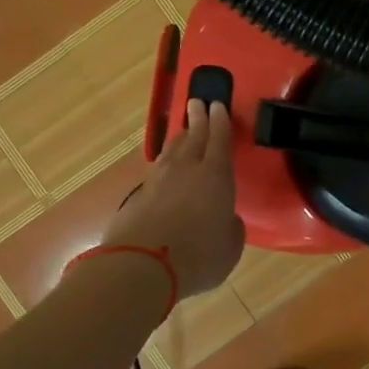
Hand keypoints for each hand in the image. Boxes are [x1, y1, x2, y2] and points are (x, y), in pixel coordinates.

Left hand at [103, 98, 245, 296]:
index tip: (218, 105)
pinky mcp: (138, 197)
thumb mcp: (230, 247)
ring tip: (183, 132)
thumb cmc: (199, 255)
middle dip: (197, 118)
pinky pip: (156, 172)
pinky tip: (164, 170)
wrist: (142, 266)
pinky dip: (164, 166)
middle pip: (192, 136)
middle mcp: (186, 169)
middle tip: (197, 102)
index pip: (220, 139)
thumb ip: (231, 228)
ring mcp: (158, 181)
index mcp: (216, 175)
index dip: (220, 122)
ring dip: (179, 139)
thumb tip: (226, 220)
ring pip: (171, 151)